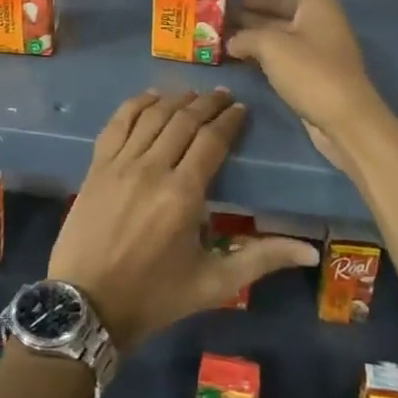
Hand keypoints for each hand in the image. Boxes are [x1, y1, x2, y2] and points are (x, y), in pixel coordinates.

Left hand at [47, 88, 316, 351]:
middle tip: (222, 95)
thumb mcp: (213, 283)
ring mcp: (119, 164)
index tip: (241, 108)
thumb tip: (310, 251)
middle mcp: (151, 168)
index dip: (228, 121)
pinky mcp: (96, 166)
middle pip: (182, 121)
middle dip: (206, 104)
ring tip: (192, 94)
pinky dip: (135, 105)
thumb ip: (261, 259)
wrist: (87, 303)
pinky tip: (149, 98)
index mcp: (183, 194)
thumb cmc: (155, 296)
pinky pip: (117, 123)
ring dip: (174, 100)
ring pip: (151, 117)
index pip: (211, 141)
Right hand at [227, 0, 388, 171]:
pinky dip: (262, 50)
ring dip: (256, 27)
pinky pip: (283, 53)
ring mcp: (317, 50)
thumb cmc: (312, 71)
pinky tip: (238, 55)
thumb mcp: (272, 46)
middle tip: (226, 1)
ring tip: (224, 27)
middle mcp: (319, 22)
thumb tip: (231, 41)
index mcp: (318, 5)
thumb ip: (247, 37)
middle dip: (258, 1)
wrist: (346, 120)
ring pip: (283, 30)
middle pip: (287, 3)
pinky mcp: (311, 74)